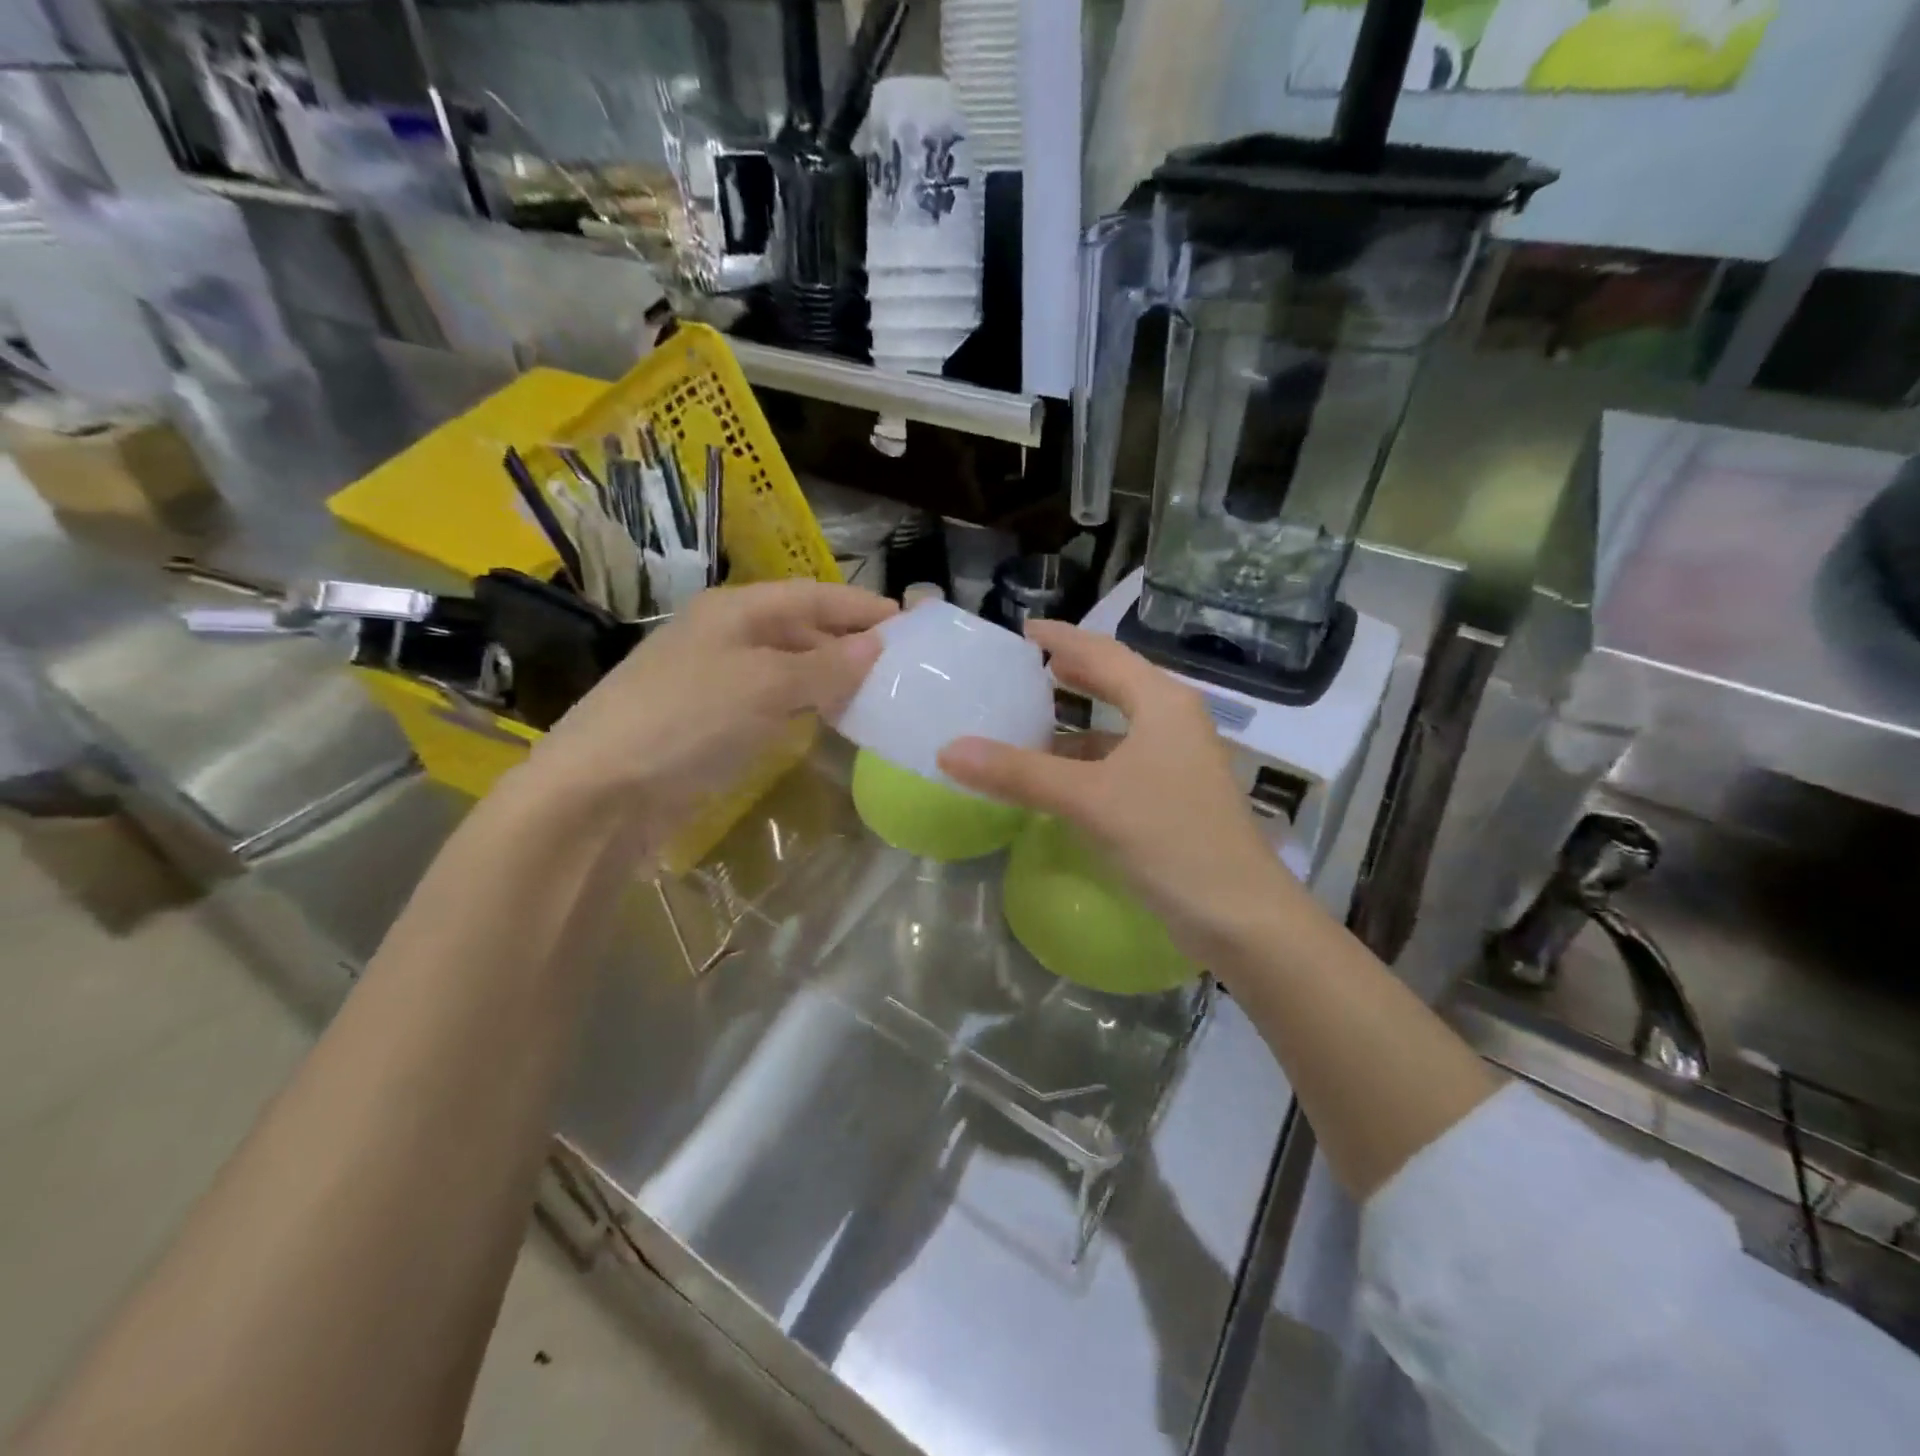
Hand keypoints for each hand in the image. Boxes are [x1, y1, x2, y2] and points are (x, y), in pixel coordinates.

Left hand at [523, 580, 895, 830]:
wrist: (600, 794)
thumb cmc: (686, 720)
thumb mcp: (765, 685)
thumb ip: (826, 665)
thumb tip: (878, 646)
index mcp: (734, 610)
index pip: (812, 595)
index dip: (860, 606)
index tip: (909, 622)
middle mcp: (725, 636)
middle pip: (801, 629)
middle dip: (849, 643)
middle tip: (902, 665)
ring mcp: (716, 681)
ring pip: (789, 668)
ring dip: (831, 678)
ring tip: (879, 693)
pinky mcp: (711, 723)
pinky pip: (773, 704)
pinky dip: (806, 708)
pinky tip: (831, 722)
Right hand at [938, 621, 1306, 959]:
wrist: (1240, 916)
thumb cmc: (1170, 838)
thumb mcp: (1089, 799)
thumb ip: (1019, 772)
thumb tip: (948, 750)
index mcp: (1163, 704)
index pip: (1104, 653)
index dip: (1063, 638)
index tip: (1024, 629)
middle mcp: (1175, 723)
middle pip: (1117, 683)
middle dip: (1075, 673)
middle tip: (1029, 666)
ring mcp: (1179, 762)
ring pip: (1119, 727)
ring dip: (1078, 723)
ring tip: (1034, 719)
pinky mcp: (1175, 798)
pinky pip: (1122, 763)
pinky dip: (1088, 762)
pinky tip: (1061, 777)